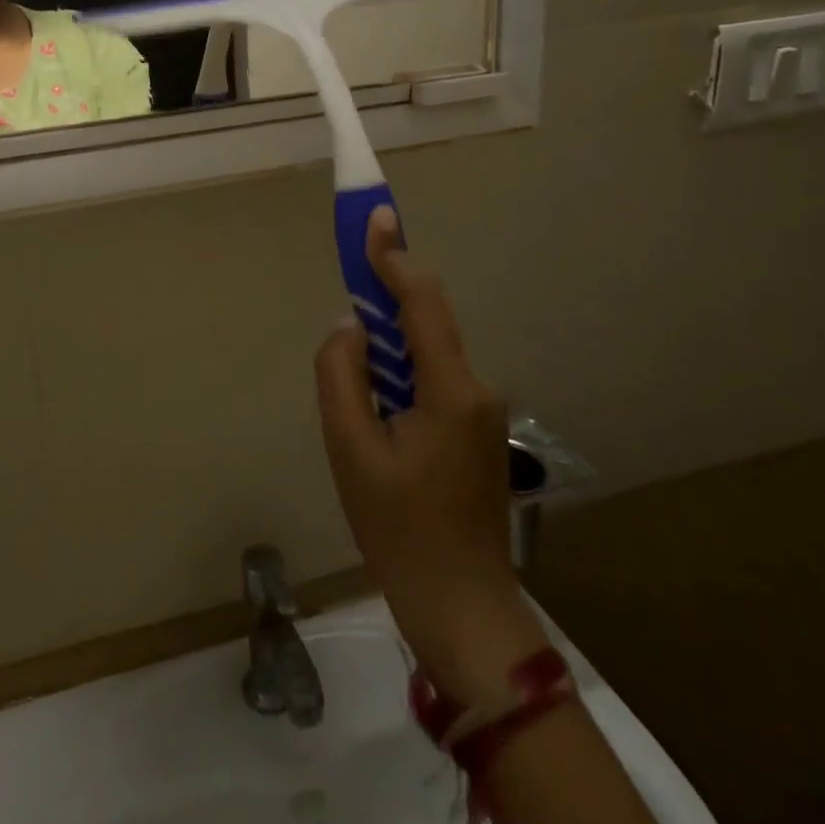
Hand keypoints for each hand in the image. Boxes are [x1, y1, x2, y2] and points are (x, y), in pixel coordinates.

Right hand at [315, 209, 548, 706]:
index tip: (374, 217)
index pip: (421, 302)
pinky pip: (434, 380)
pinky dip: (402, 375)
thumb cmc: (397, 530)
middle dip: (386, 300)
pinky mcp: (477, 430)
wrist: (461, 606)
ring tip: (357, 397)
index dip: (394, 256)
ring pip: (428, 353)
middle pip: (427, 322)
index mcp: (449, 389)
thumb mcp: (349, 449)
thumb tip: (351, 329)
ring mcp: (483, 411)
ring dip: (389, 349)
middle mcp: (476, 388)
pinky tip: (379, 419)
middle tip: (347, 306)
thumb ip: (341, 374)